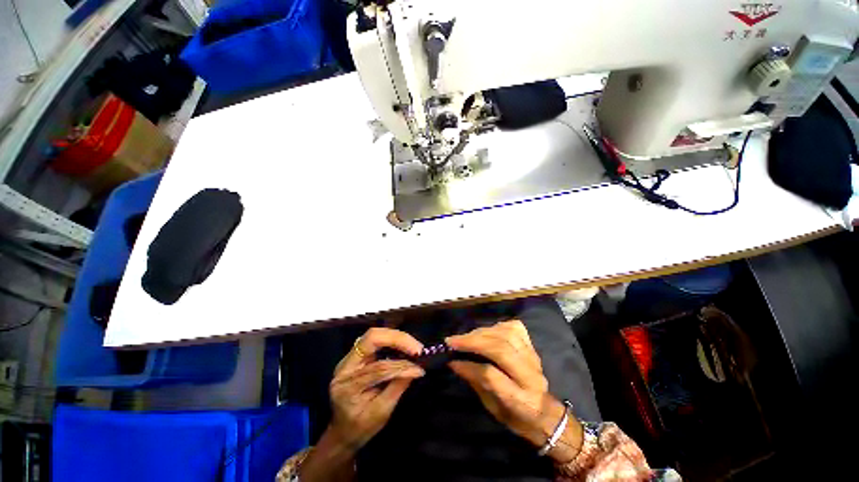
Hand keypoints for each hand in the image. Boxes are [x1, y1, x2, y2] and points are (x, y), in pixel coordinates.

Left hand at [328, 327, 424, 450]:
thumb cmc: (360, 428)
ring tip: (413, 346)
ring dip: (396, 337)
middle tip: (417, 348)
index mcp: (347, 386)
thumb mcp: (380, 413)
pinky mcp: (356, 355)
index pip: (377, 368)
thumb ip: (397, 387)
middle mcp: (345, 366)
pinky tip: (403, 345)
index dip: (401, 366)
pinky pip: (375, 340)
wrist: (341, 432)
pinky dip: (392, 340)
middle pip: (371, 339)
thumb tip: (416, 369)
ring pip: (373, 335)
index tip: (419, 368)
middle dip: (397, 339)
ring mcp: (349, 358)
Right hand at [446, 320, 582, 463]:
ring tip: (466, 336)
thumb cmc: (516, 416)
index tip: (451, 359)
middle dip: (473, 341)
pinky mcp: (532, 346)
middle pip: (500, 349)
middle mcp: (530, 374)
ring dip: (482, 332)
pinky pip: (514, 328)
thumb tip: (454, 362)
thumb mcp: (493, 408)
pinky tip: (486, 331)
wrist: (545, 413)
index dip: (469, 365)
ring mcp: (533, 357)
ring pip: (507, 334)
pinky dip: (497, 326)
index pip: (492, 375)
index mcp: (521, 399)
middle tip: (453, 340)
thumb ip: (475, 382)